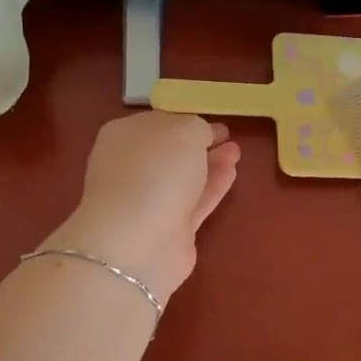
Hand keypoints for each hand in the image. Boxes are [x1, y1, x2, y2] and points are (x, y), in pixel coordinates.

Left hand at [44, 111, 240, 299]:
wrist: (139, 240)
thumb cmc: (156, 170)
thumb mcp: (185, 130)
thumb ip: (197, 127)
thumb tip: (202, 136)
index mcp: (124, 135)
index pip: (158, 123)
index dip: (187, 121)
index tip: (214, 122)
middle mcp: (131, 167)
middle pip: (170, 152)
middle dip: (200, 144)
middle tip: (228, 138)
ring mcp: (148, 200)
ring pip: (184, 177)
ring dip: (210, 164)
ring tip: (236, 152)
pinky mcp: (168, 229)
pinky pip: (194, 201)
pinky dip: (212, 187)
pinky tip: (231, 173)